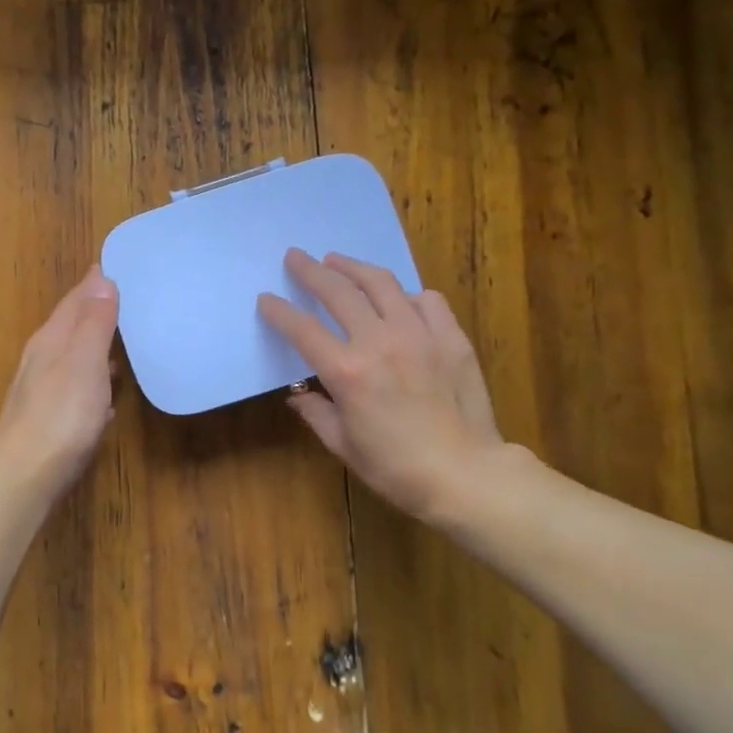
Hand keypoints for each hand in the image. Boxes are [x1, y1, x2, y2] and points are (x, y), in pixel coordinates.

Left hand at [0, 265, 119, 495]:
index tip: (112, 266)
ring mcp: (44, 392)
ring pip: (74, 358)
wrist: (25, 476)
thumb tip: (101, 278)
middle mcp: (43, 360)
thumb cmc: (61, 415)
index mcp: (51, 340)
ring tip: (123, 341)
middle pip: (71, 327)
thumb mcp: (84, 362)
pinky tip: (107, 397)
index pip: (74, 301)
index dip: (93, 283)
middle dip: (96, 312)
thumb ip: (94, 322)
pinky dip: (94, 384)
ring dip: (96, 347)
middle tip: (126, 298)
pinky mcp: (51, 421)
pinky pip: (77, 390)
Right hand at [258, 249, 518, 524]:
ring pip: (382, 284)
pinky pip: (427, 300)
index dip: (279, 311)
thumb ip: (316, 413)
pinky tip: (399, 299)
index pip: (302, 329)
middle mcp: (379, 342)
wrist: (466, 474)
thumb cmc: (396, 468)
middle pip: (338, 292)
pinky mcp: (451, 338)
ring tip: (338, 261)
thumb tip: (298, 396)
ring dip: (354, 268)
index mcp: (346, 371)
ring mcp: (419, 335)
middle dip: (311, 271)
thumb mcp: (343, 445)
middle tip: (297, 257)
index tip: (266, 299)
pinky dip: (406, 295)